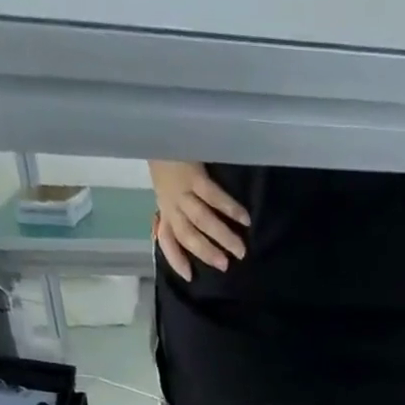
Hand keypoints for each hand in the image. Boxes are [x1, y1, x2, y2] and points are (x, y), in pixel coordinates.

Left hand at [150, 160, 248, 279]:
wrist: (159, 128)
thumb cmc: (167, 158)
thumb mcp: (168, 187)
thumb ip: (178, 208)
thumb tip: (200, 233)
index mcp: (165, 209)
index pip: (167, 239)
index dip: (176, 259)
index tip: (190, 277)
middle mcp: (171, 204)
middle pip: (188, 235)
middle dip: (207, 252)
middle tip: (226, 265)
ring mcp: (182, 190)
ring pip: (202, 220)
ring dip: (222, 236)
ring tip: (240, 250)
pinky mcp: (193, 175)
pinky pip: (213, 196)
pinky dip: (230, 209)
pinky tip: (245, 220)